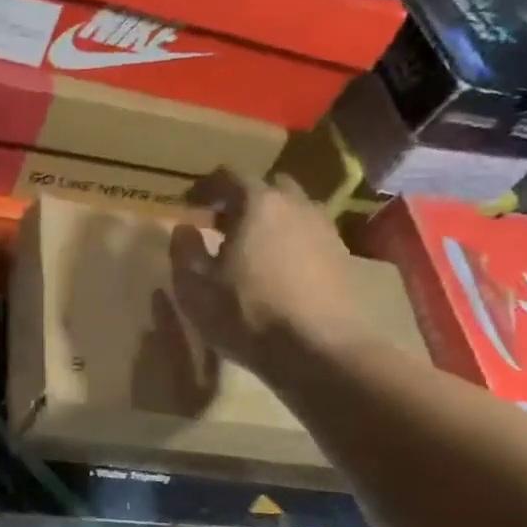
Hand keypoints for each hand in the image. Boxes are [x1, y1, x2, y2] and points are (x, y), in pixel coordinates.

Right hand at [169, 169, 369, 370]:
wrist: (319, 350)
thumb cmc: (247, 314)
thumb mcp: (195, 288)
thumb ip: (184, 251)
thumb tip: (184, 229)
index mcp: (257, 203)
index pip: (227, 177)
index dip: (204, 189)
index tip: (189, 206)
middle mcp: (295, 204)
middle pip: (266, 188)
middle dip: (242, 201)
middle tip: (222, 225)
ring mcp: (324, 229)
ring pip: (292, 211)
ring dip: (270, 222)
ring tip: (251, 251)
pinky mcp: (341, 256)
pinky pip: (308, 236)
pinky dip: (290, 243)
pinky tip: (278, 272)